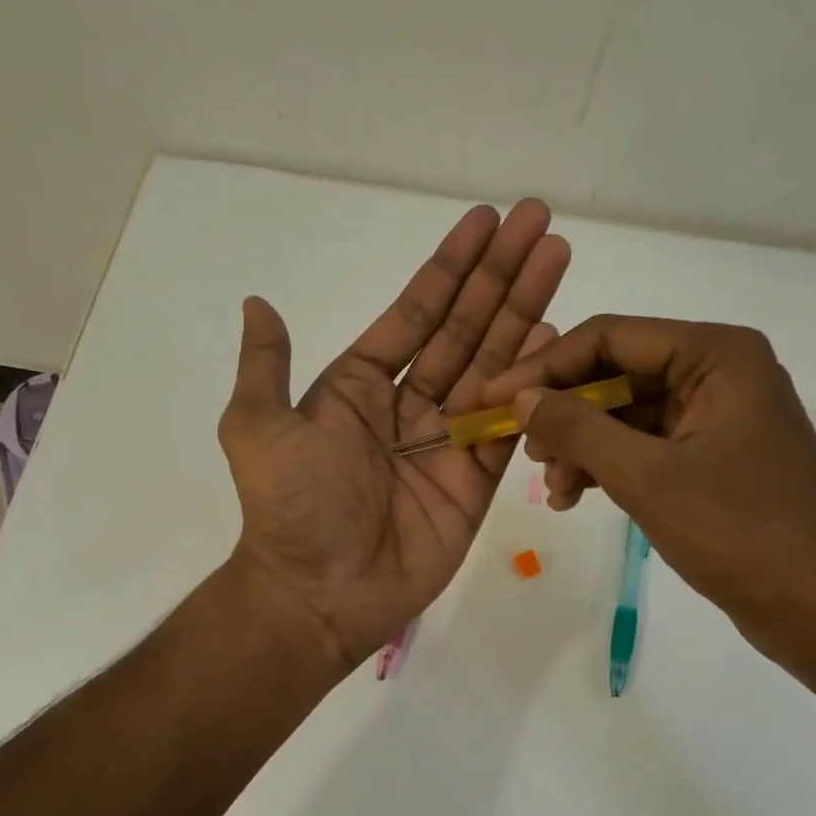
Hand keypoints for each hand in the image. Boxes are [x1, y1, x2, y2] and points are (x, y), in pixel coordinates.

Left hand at [218, 200, 568, 671]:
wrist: (319, 594)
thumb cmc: (291, 508)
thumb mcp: (257, 427)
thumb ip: (265, 366)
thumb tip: (257, 301)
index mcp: (358, 387)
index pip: (415, 314)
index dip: (450, 268)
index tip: (486, 220)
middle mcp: (406, 406)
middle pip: (464, 330)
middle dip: (500, 276)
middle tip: (540, 222)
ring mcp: (445, 443)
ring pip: (494, 368)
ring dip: (525, 314)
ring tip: (558, 261)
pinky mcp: (474, 483)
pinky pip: (509, 428)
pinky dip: (533, 387)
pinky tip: (557, 339)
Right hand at [482, 315, 815, 663]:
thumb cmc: (737, 532)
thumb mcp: (646, 476)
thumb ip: (578, 428)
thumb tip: (522, 398)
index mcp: (716, 355)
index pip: (610, 338)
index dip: (545, 368)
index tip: (493, 399)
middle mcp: (719, 372)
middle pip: (616, 374)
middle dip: (564, 413)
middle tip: (524, 452)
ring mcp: (716, 416)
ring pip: (625, 414)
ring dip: (581, 446)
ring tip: (552, 488)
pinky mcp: (712, 457)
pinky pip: (644, 446)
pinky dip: (606, 467)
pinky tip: (572, 497)